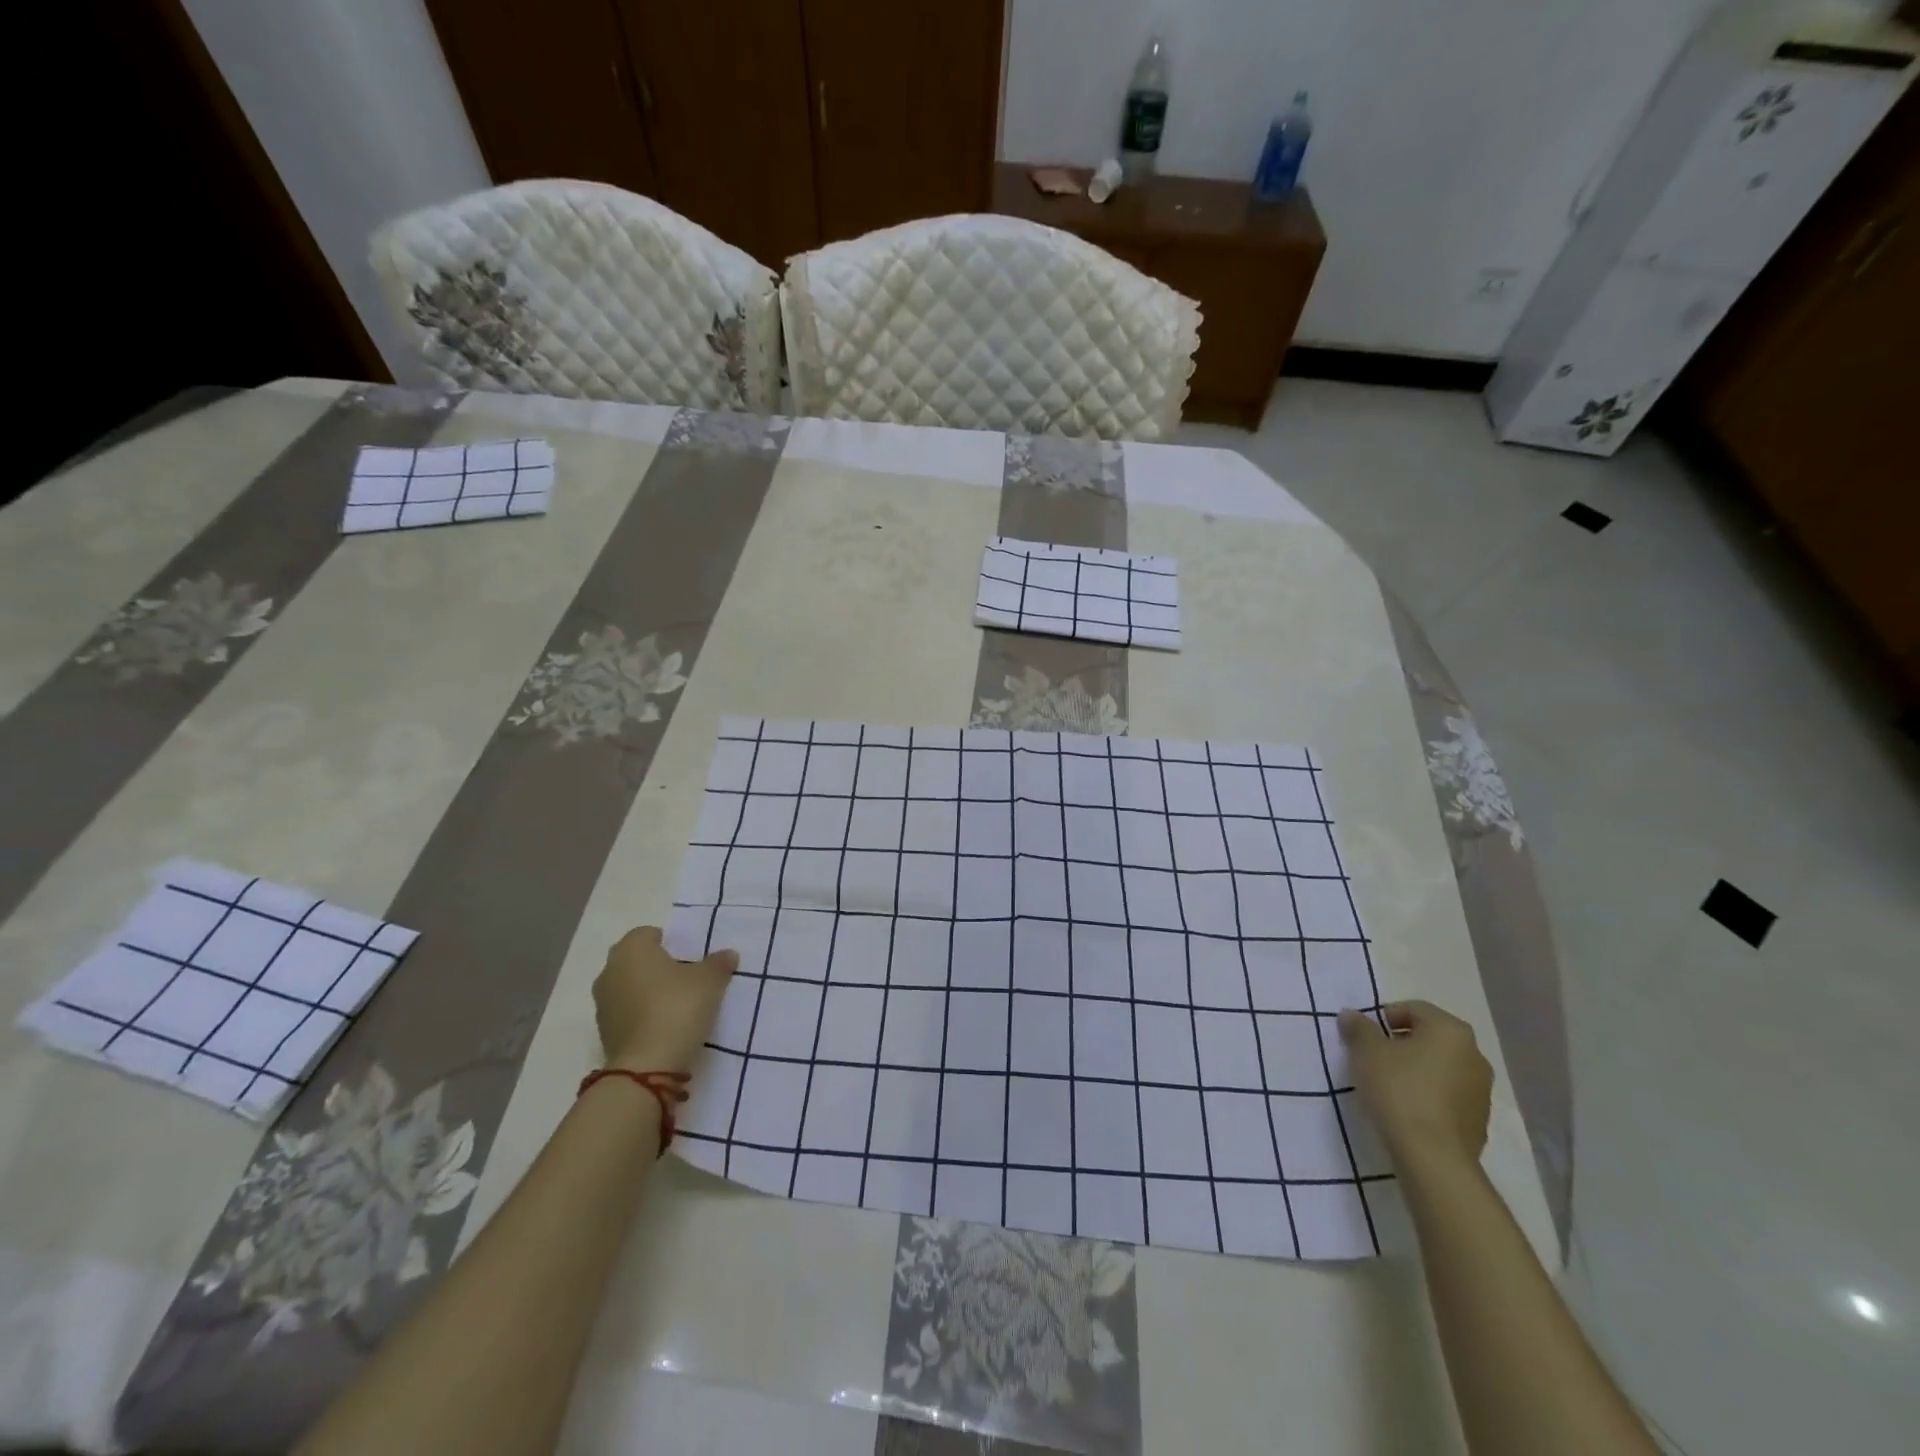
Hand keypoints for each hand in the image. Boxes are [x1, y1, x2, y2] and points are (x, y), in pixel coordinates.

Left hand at [593, 926, 737, 1074]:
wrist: (646, 1067)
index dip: (672, 943)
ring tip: (678, 1006)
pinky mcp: (603, 1032)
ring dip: (649, 992)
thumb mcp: (710, 980)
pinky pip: (627, 1012)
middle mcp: (610, 970)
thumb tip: (727, 954)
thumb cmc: (677, 1007)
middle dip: (659, 967)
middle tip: (687, 979)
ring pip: (630, 987)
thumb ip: (718, 963)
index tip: (692, 959)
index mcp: (631, 949)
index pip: (650, 933)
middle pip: (637, 960)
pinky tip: (665, 1027)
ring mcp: (602, 1003)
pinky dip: (642, 1015)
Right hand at [1338, 1000, 1491, 1170]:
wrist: (1433, 1158)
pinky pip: (1448, 1095)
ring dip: (1417, 1069)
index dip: (1384, 1017)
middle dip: (1401, 1043)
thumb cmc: (1399, 1090)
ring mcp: (1482, 1090)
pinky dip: (1429, 1094)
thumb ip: (1358, 1028)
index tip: (1365, 1036)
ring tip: (1388, 1085)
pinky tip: (1407, 1109)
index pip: (1414, 1008)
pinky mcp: (1480, 1121)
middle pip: (1430, 1037)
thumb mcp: (1366, 1052)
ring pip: (1441, 1067)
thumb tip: (1352, 1015)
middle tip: (1374, 1058)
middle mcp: (1474, 1054)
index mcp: (1450, 1030)